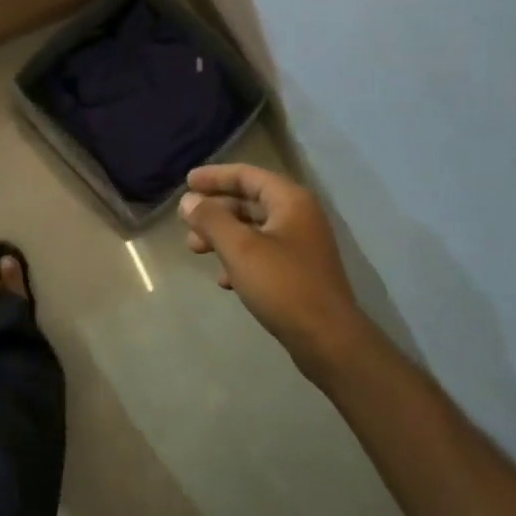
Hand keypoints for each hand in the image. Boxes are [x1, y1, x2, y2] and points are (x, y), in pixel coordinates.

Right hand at [180, 164, 368, 377]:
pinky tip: (223, 279)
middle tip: (186, 222)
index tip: (187, 182)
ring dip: (223, 235)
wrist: (329, 341)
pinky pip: (263, 253)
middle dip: (215, 210)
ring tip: (195, 249)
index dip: (215, 176)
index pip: (247, 175)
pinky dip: (239, 258)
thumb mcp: (240, 248)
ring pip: (253, 229)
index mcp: (290, 200)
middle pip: (249, 201)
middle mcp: (299, 216)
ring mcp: (301, 245)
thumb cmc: (283, 285)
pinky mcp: (299, 272)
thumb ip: (211, 219)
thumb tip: (189, 200)